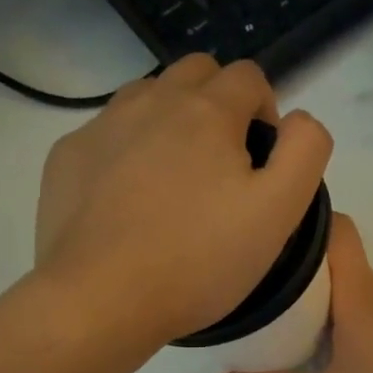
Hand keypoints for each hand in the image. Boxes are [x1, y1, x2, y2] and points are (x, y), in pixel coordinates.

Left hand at [34, 55, 331, 348]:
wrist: (101, 299)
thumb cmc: (199, 260)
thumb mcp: (279, 212)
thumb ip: (305, 152)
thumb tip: (298, 121)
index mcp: (207, 112)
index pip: (249, 77)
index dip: (266, 112)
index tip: (261, 162)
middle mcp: (151, 102)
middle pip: (196, 72)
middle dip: (219, 103)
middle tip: (223, 166)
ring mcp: (102, 126)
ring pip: (147, 96)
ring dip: (171, 120)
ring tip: (175, 180)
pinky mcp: (67, 157)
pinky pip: (107, 133)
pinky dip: (127, 150)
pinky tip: (129, 200)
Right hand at [206, 214, 372, 372]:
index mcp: (360, 297)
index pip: (339, 230)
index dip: (306, 220)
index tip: (266, 230)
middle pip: (337, 255)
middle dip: (297, 259)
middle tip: (253, 274)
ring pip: (349, 282)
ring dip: (315, 288)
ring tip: (273, 304)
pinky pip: (360, 305)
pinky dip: (333, 310)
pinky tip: (311, 338)